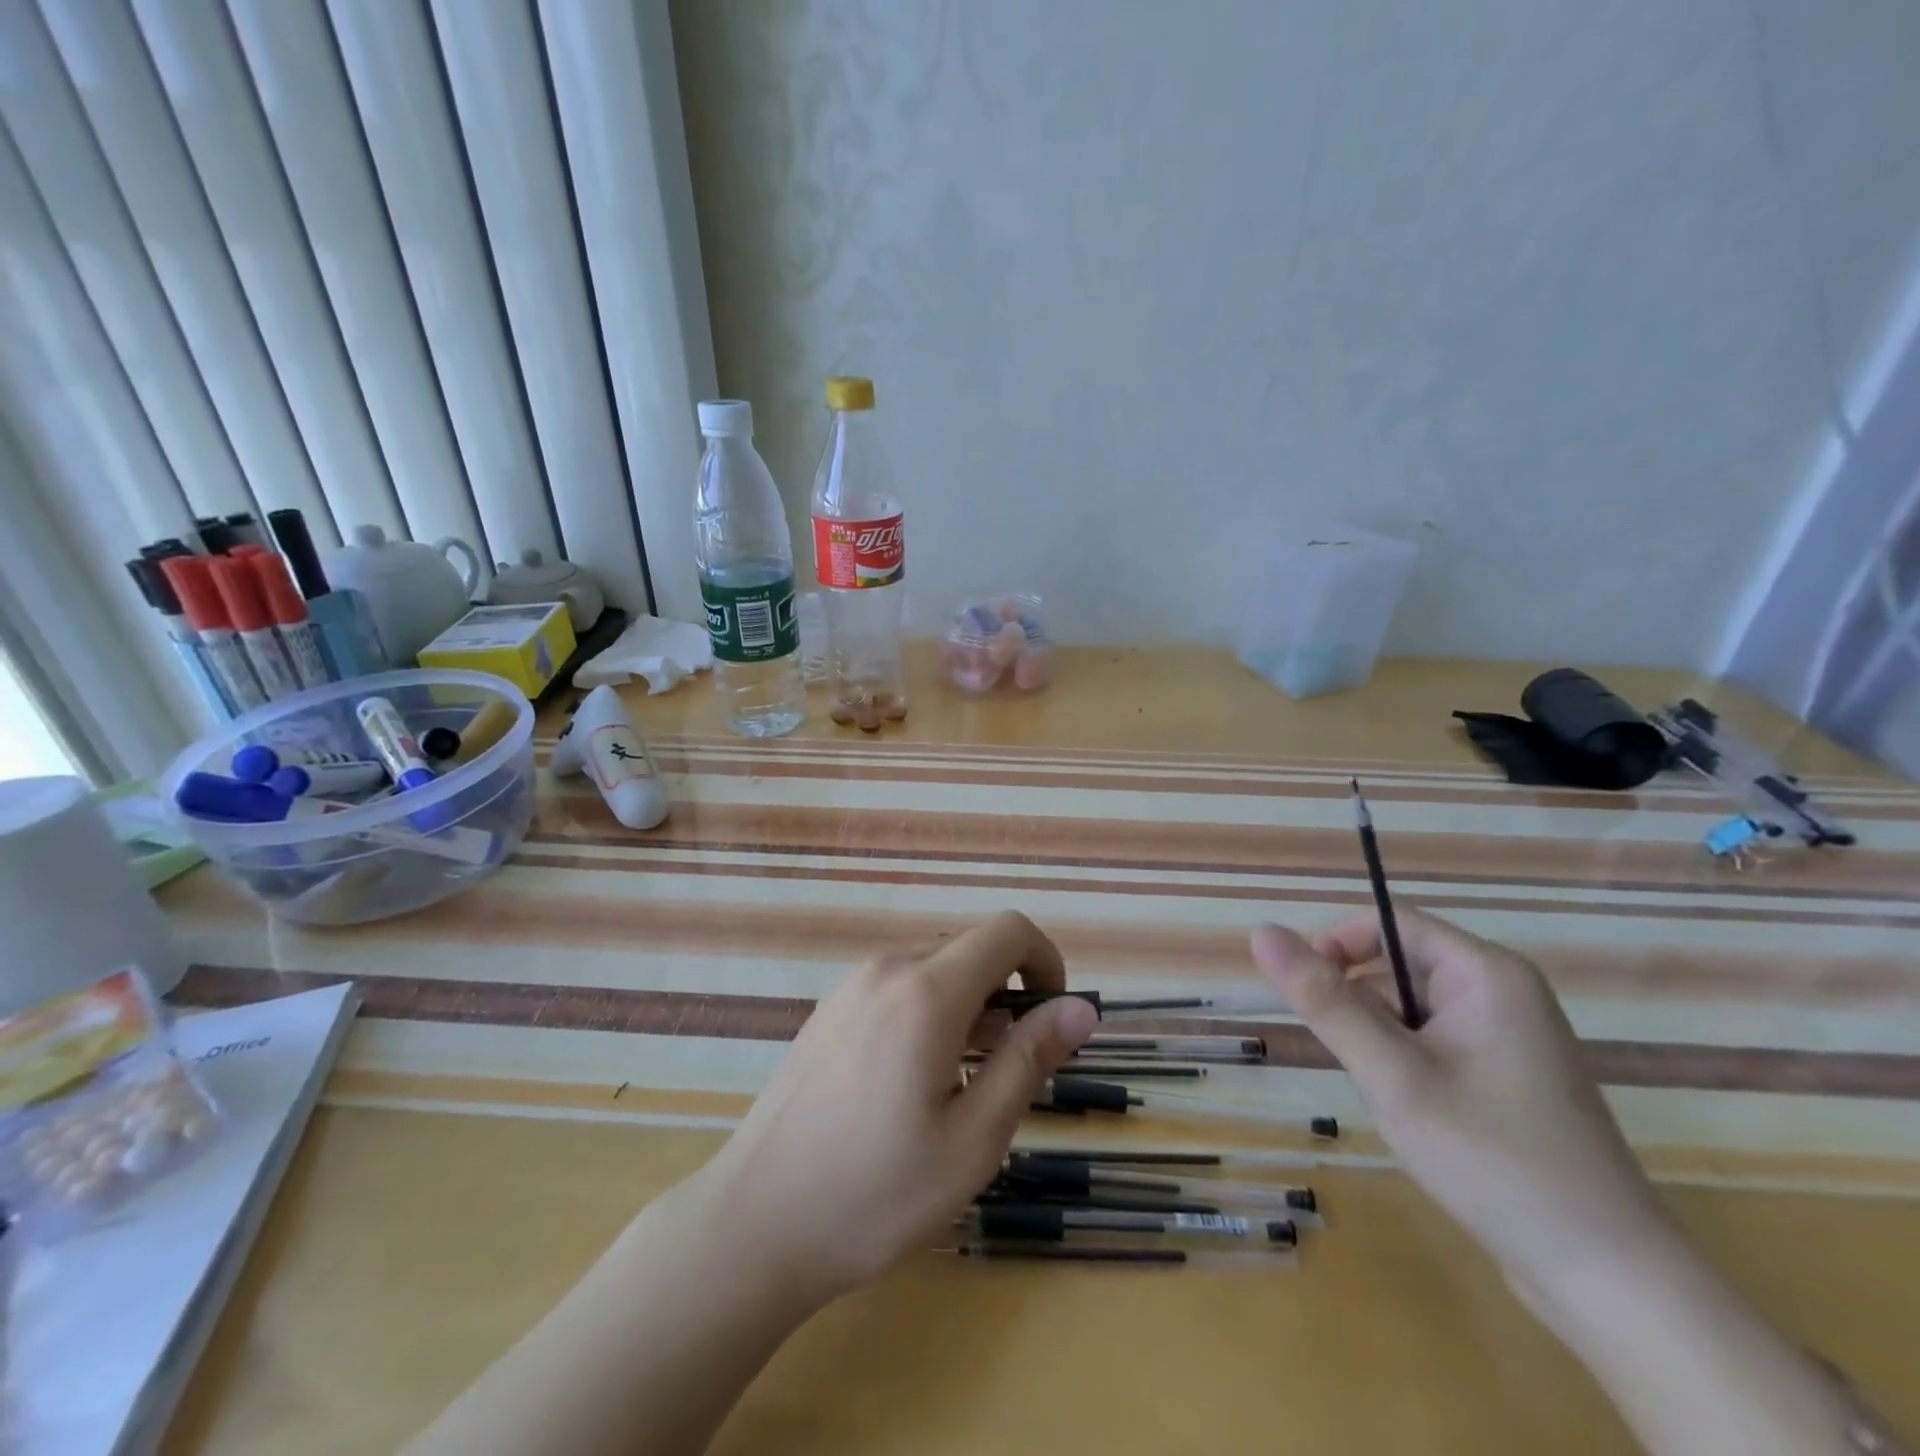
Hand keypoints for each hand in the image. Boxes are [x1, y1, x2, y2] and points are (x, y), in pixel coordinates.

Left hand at [692, 911, 1098, 1305]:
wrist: (754, 1224)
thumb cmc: (875, 1193)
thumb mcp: (973, 1139)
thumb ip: (1029, 1060)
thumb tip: (1080, 1009)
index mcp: (926, 991)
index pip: (1007, 931)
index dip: (1045, 961)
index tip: (1052, 1019)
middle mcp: (886, 969)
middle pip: (971, 948)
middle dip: (1007, 992)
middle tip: (1006, 1069)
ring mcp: (850, 986)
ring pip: (934, 967)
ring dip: (968, 1005)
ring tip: (958, 1084)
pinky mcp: (829, 1010)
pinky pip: (897, 986)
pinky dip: (928, 1010)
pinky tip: (910, 1081)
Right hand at [1251, 908, 1673, 1299]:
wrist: (1608, 1280)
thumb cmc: (1492, 1159)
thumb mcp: (1391, 1074)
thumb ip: (1324, 1000)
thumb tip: (1261, 931)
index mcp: (1485, 973)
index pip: (1388, 922)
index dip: (1336, 945)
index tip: (1305, 995)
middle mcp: (1502, 992)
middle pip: (1396, 968)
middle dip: (1362, 1011)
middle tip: (1364, 1071)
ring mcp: (1508, 1037)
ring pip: (1408, 1012)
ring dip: (1381, 1046)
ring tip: (1397, 1104)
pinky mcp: (1506, 1077)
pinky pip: (1432, 1045)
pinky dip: (1407, 1069)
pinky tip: (1420, 1119)